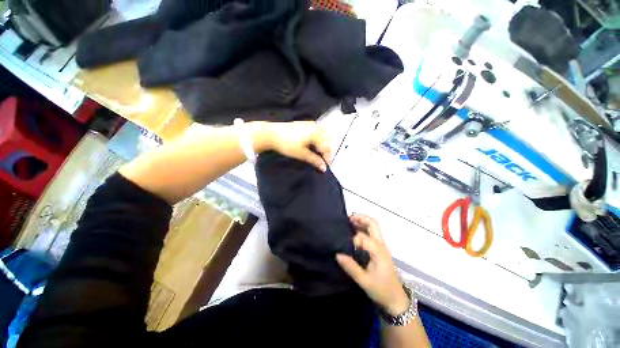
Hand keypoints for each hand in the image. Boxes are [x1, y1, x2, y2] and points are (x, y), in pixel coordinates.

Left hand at [250, 121, 331, 171]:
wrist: (271, 134)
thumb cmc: (286, 144)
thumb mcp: (301, 154)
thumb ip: (314, 160)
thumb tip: (324, 167)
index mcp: (316, 133)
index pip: (326, 147)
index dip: (327, 157)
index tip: (326, 166)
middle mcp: (315, 127)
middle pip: (327, 140)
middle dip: (326, 150)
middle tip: (323, 160)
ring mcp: (310, 124)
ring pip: (323, 135)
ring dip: (323, 145)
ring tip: (319, 154)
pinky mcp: (305, 124)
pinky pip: (317, 131)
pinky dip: (318, 139)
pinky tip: (314, 145)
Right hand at [336, 214, 409, 315]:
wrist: (396, 299)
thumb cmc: (381, 290)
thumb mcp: (364, 281)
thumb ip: (351, 267)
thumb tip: (337, 254)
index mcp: (378, 251)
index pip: (364, 237)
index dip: (354, 238)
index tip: (345, 245)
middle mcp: (381, 245)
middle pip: (373, 224)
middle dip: (361, 218)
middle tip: (348, 218)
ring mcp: (381, 246)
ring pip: (373, 227)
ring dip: (362, 221)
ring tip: (349, 221)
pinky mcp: (380, 249)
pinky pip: (372, 233)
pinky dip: (363, 228)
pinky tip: (354, 231)